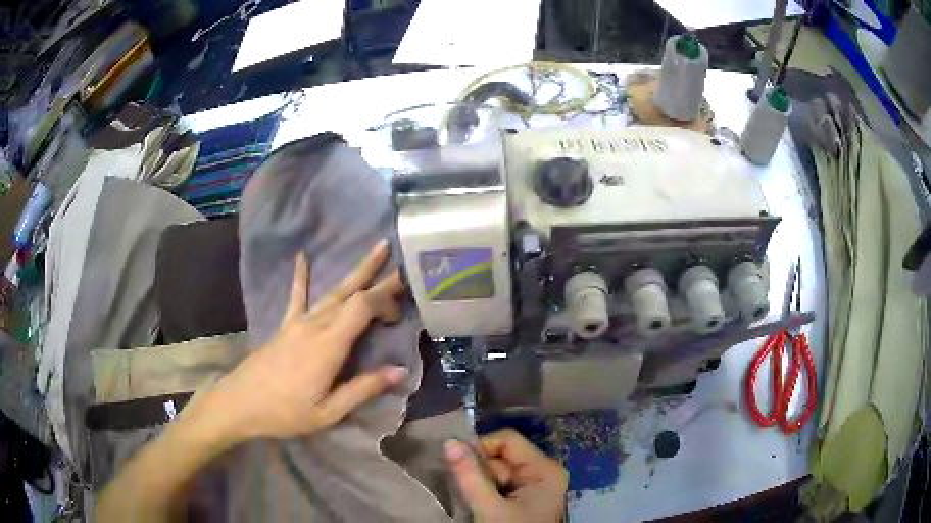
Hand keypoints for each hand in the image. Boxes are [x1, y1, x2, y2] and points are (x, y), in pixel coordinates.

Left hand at [208, 240, 408, 443]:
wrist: (240, 403)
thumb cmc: (285, 412)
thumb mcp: (328, 412)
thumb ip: (363, 389)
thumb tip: (400, 370)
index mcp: (328, 345)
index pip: (362, 307)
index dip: (384, 302)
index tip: (399, 315)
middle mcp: (315, 325)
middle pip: (351, 294)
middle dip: (378, 277)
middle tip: (402, 261)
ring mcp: (298, 322)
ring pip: (332, 291)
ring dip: (356, 271)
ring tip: (376, 249)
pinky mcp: (285, 325)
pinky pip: (296, 296)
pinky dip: (301, 276)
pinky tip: (302, 256)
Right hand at [445, 429, 568, 522]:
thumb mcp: (490, 509)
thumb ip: (470, 476)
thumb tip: (449, 442)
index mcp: (544, 469)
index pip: (506, 441)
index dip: (480, 448)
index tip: (456, 466)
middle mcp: (541, 472)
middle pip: (500, 456)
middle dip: (478, 471)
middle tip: (465, 490)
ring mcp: (531, 486)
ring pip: (494, 472)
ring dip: (477, 483)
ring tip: (471, 500)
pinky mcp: (522, 499)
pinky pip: (497, 485)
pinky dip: (482, 492)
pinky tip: (477, 504)